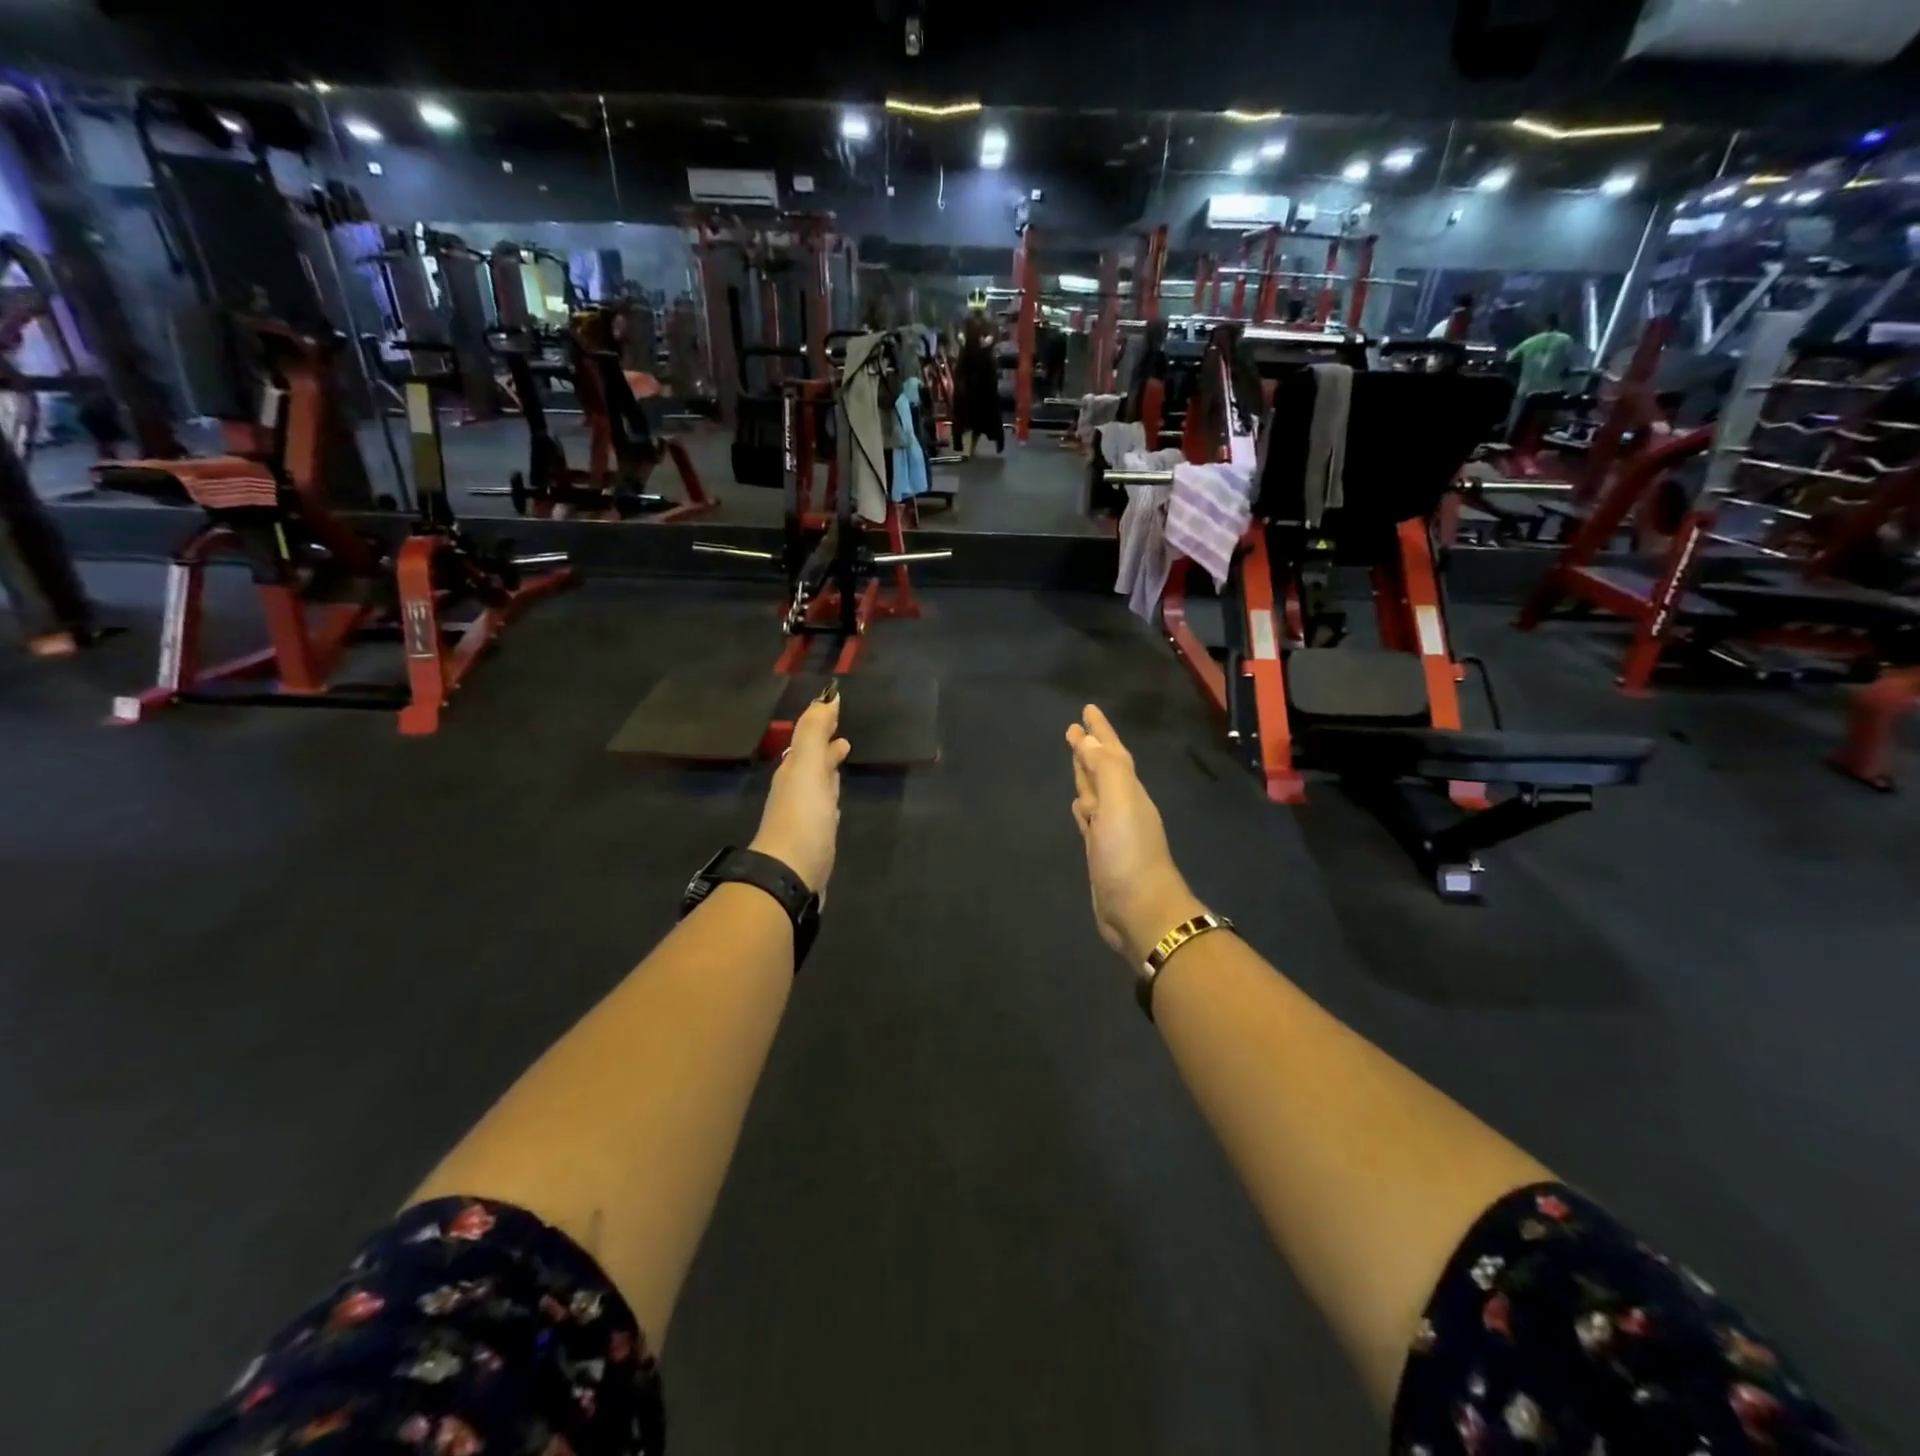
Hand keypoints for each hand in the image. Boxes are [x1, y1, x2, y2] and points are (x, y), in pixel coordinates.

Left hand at [750, 686, 850, 895]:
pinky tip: (837, 806)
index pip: (807, 740)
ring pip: (818, 785)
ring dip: (829, 771)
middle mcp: (795, 790)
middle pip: (811, 762)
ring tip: (843, 761)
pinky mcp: (815, 838)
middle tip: (843, 738)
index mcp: (792, 770)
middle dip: (825, 748)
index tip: (835, 708)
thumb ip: (814, 733)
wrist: (791, 874)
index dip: (821, 724)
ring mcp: (805, 815)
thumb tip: (826, 697)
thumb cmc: (803, 816)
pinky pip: (824, 809)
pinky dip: (831, 798)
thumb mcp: (808, 767)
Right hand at [1065, 705, 1206, 963]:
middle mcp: (1122, 805)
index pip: (1111, 752)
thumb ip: (1105, 769)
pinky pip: (1090, 819)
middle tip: (1073, 728)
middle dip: (1090, 748)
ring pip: (1096, 792)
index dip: (1100, 731)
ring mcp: (1111, 830)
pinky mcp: (1101, 851)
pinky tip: (1079, 805)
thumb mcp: (1119, 802)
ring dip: (1085, 773)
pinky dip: (1084, 806)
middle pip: (1103, 769)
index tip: (1086, 710)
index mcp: (1128, 791)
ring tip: (1075, 757)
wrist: (1140, 910)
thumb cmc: (1128, 853)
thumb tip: (1087, 739)